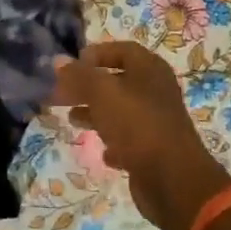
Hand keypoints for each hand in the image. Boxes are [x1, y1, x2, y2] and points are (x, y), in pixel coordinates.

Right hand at [52, 40, 230, 229]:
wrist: (173, 179)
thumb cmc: (137, 125)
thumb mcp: (102, 93)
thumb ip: (79, 76)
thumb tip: (58, 60)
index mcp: (149, 69)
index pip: (122, 50)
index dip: (96, 54)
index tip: (71, 66)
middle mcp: (156, 91)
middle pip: (117, 81)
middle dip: (87, 86)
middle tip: (60, 94)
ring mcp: (156, 121)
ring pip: (120, 110)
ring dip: (95, 113)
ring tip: (72, 119)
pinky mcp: (154, 149)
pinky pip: (129, 140)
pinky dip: (113, 142)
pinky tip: (102, 152)